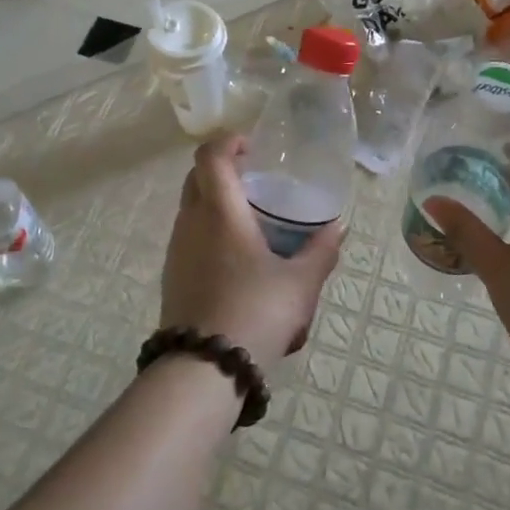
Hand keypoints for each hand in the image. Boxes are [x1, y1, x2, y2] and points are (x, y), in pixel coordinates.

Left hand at [161, 137, 342, 372]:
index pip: (211, 156)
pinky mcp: (171, 274)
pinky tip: (236, 258)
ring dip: (215, 202)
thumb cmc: (256, 312)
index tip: (252, 148)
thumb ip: (321, 251)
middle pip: (197, 177)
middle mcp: (191, 222)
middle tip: (256, 182)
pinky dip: (209, 231)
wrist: (204, 367)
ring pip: (190, 208)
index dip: (228, 142)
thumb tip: (338, 227)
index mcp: (220, 212)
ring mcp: (176, 249)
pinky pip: (189, 236)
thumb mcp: (300, 283)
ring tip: (251, 222)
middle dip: (223, 170)